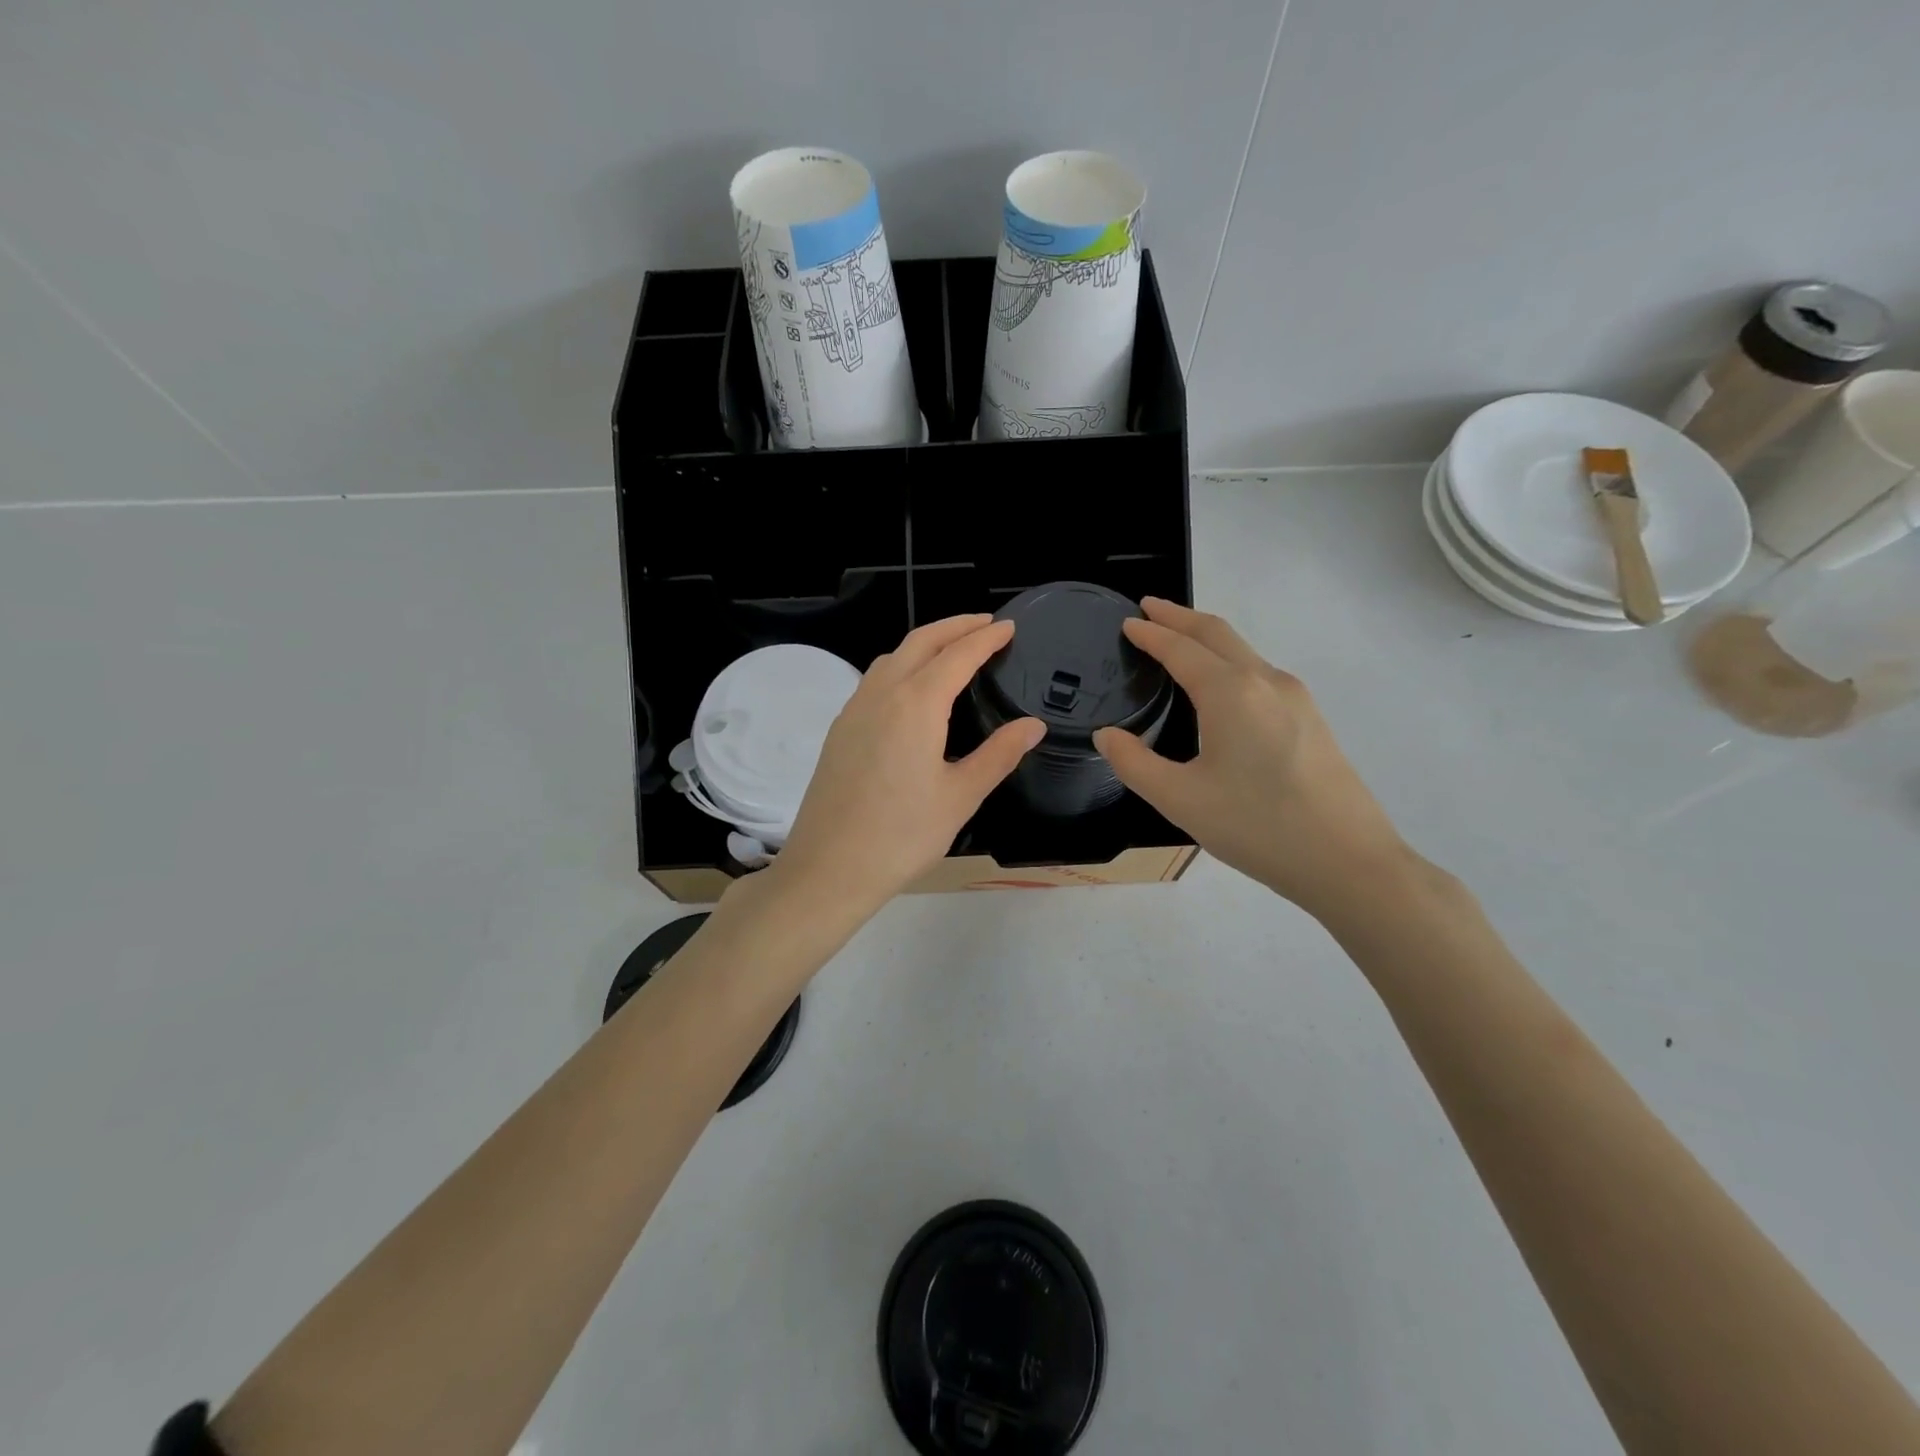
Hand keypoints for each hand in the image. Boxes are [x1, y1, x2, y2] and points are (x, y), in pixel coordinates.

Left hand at [773, 615, 1044, 916]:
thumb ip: (999, 754)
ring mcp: (854, 710)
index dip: (985, 638)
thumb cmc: (903, 835)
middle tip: (985, 625)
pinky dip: (901, 666)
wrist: (829, 867)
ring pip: (892, 657)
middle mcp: (882, 694)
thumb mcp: (961, 796)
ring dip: (924, 643)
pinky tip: (912, 691)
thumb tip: (1033, 725)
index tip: (1008, 627)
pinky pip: (874, 680)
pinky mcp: (839, 729)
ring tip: (952, 651)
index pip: (958, 655)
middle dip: (954, 626)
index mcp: (916, 704)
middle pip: (920, 641)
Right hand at [1093, 599, 1411, 917]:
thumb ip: (1133, 762)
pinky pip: (1260, 673)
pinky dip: (1229, 661)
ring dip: (1207, 637)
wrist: (1347, 861)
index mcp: (1230, 692)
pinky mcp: (1311, 719)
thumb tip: (1107, 735)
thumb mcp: (1179, 799)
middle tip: (1149, 608)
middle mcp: (1265, 681)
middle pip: (1217, 633)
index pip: (1180, 648)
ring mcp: (1295, 698)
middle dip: (1180, 616)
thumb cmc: (1256, 826)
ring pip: (1243, 651)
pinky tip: (1220, 686)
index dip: (1150, 633)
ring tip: (1179, 641)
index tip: (1127, 622)